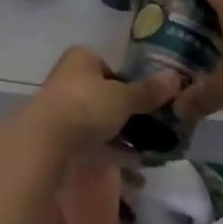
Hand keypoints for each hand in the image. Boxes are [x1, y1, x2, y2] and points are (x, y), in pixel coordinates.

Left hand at [29, 46, 181, 153]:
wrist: (46, 141)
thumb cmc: (87, 105)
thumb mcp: (123, 98)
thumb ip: (148, 91)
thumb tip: (176, 77)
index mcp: (82, 58)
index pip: (111, 67)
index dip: (131, 84)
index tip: (149, 103)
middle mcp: (69, 77)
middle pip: (106, 94)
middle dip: (128, 113)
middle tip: (153, 129)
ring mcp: (62, 107)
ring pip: (99, 120)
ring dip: (121, 135)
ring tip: (148, 151)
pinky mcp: (59, 135)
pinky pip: (92, 141)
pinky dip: (111, 150)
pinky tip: (133, 166)